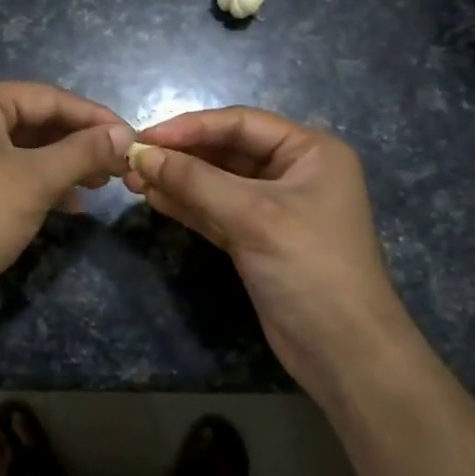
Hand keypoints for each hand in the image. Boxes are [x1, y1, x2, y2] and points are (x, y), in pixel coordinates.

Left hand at [0, 80, 132, 339]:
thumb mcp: (35, 181)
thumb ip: (83, 152)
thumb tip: (125, 132)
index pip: (50, 97)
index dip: (96, 118)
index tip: (134, 139)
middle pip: (36, 120)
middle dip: (79, 144)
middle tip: (117, 168)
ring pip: (23, 148)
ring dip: (62, 166)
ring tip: (98, 186)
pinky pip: (6, 170)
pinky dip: (37, 183)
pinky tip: (67, 204)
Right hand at [125, 107, 412, 398]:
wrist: (343, 352)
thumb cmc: (310, 267)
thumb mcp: (253, 216)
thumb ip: (195, 181)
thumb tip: (141, 155)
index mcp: (309, 151)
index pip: (240, 123)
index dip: (190, 126)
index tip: (144, 137)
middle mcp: (292, 172)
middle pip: (225, 150)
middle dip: (179, 155)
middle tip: (131, 160)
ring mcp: (272, 207)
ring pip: (215, 182)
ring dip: (177, 179)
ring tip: (132, 179)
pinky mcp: (255, 238)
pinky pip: (213, 210)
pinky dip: (186, 204)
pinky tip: (154, 198)